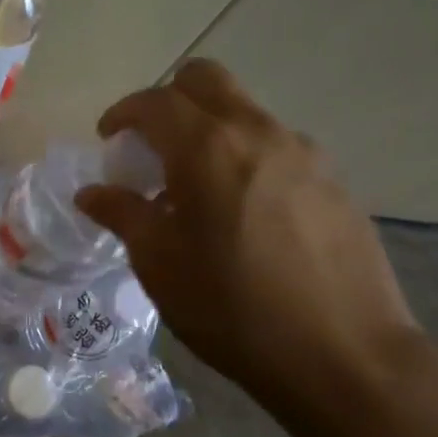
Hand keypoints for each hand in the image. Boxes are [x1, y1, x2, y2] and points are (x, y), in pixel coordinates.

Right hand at [75, 59, 422, 416]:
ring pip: (245, 112)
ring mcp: (304, 153)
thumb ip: (122, 214)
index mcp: (208, 146)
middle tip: (154, 145)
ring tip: (200, 187)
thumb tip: (91, 192)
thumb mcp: (160, 264)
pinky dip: (248, 157)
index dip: (124, 113)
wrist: (346, 356)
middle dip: (170, 100)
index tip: (109, 139)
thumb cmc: (233, 308)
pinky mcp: (335, 180)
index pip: (155, 100)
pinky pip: (278, 147)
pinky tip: (247, 212)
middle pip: (206, 80)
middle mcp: (258, 132)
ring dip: (211, 129)